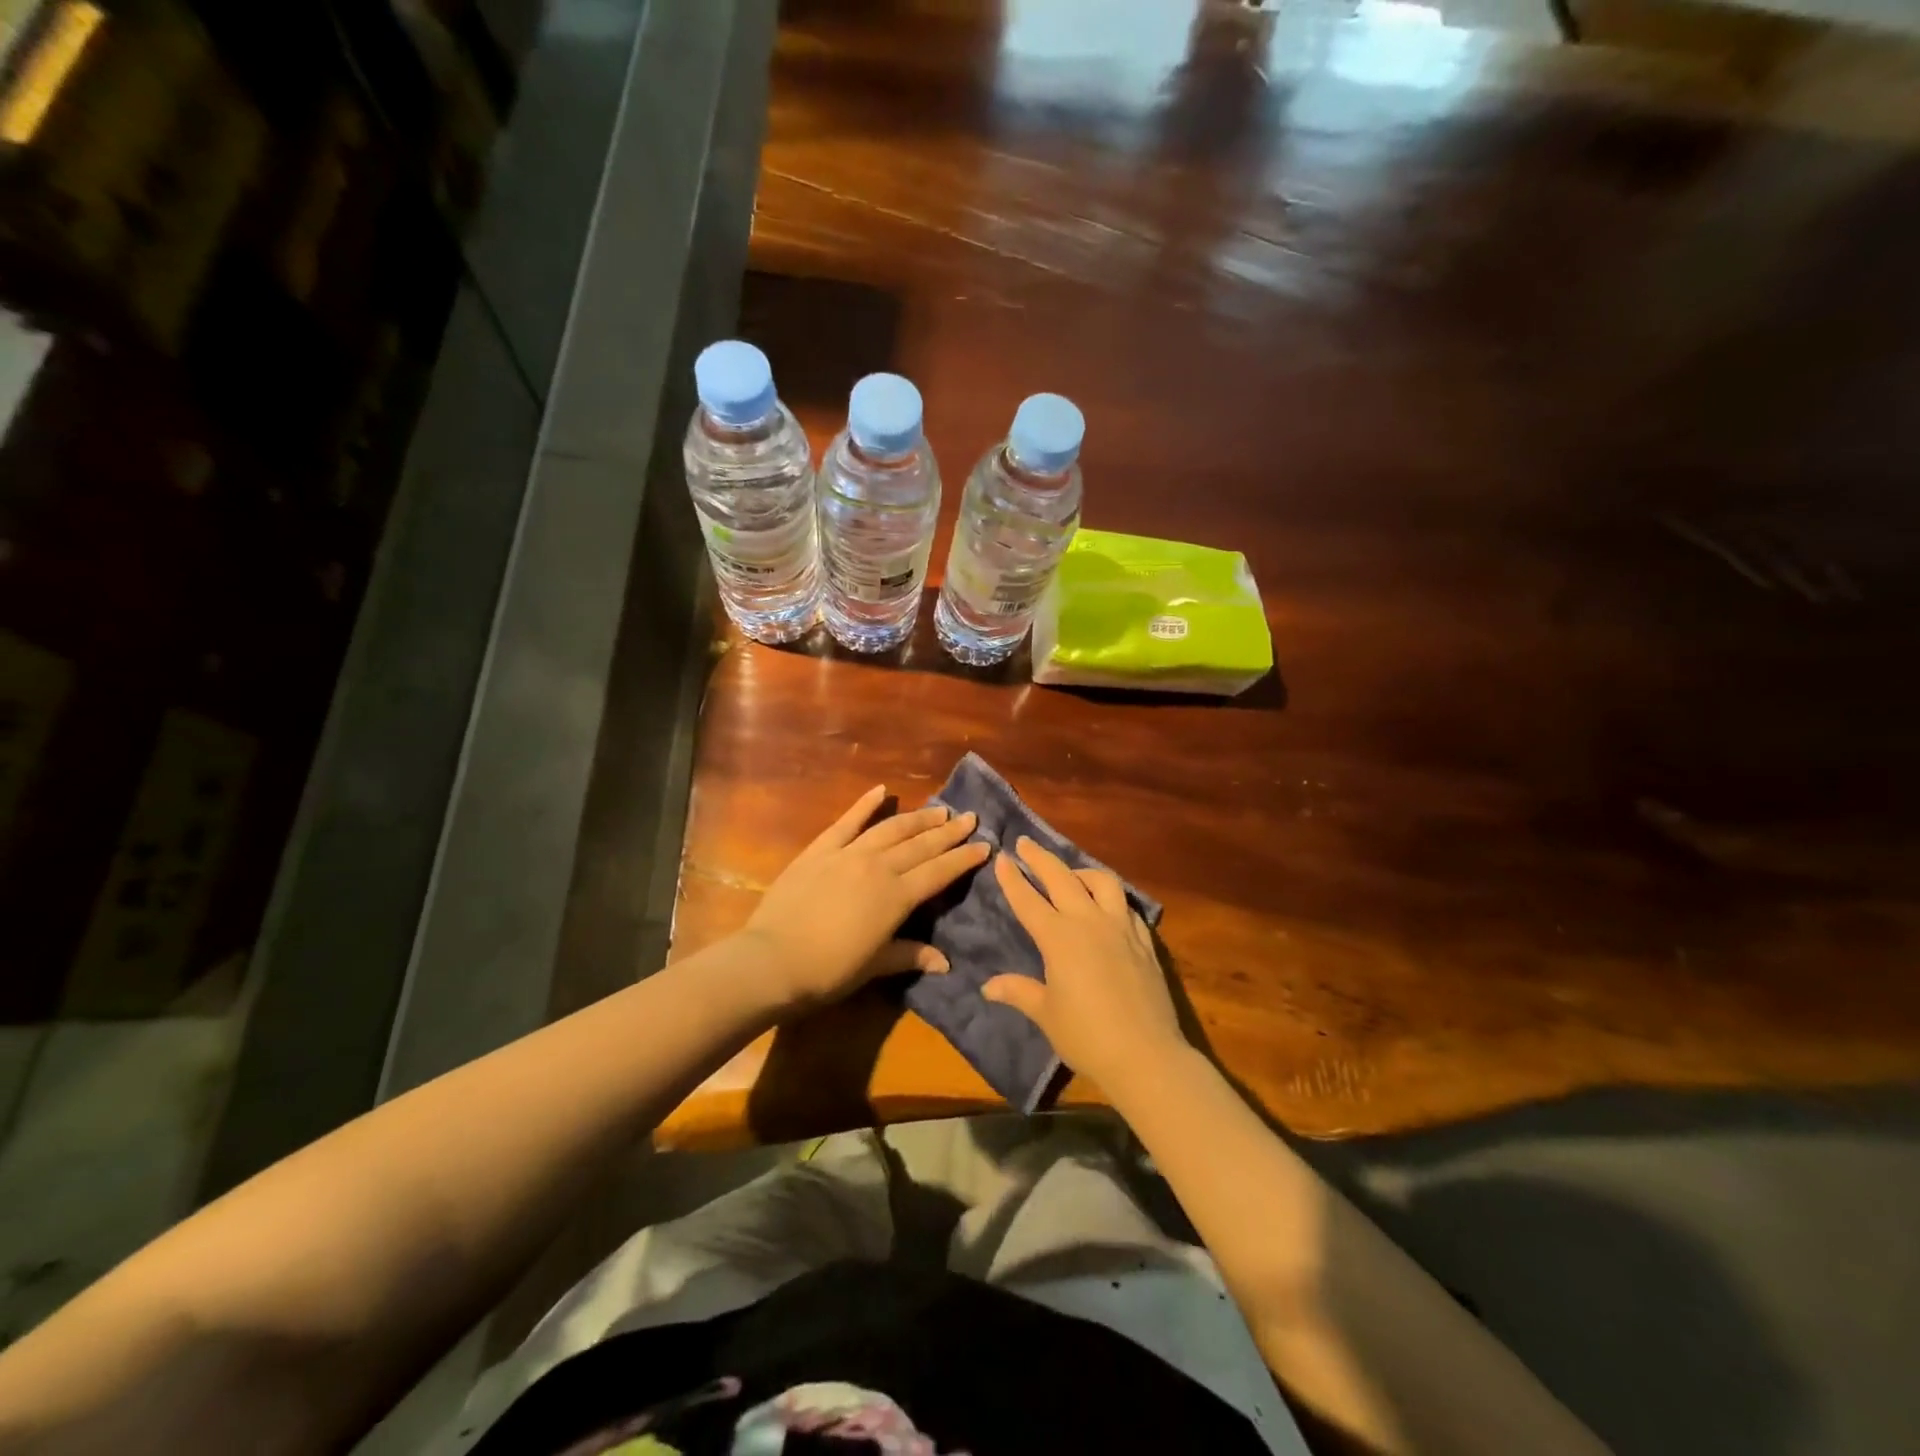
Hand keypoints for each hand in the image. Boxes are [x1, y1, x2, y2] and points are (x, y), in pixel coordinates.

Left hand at [743, 785, 988, 1009]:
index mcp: (897, 897)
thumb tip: (945, 963)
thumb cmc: (827, 971)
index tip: (985, 845)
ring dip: (918, 818)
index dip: (964, 859)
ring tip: (939, 810)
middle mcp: (879, 867)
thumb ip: (910, 955)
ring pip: (892, 829)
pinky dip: (865, 804)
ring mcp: (848, 853)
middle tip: (969, 818)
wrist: (772, 960)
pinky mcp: (820, 849)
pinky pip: (847, 821)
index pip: (940, 872)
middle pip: (921, 845)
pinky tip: (882, 790)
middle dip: (949, 832)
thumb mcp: (874, 966)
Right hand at [982, 837, 1187, 1092]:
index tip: (1002, 857)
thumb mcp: (1046, 1014)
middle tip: (1026, 842)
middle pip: (1061, 878)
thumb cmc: (1087, 1036)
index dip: (1013, 878)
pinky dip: (1110, 896)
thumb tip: (988, 986)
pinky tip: (1107, 904)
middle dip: (1040, 858)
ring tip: (1071, 873)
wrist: (1146, 1053)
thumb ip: (1019, 991)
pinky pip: (1126, 904)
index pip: (1029, 900)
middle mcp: (1088, 921)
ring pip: (1101, 881)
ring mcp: (1121, 926)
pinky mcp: (1144, 939)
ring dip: (1081, 871)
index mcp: (1058, 938)